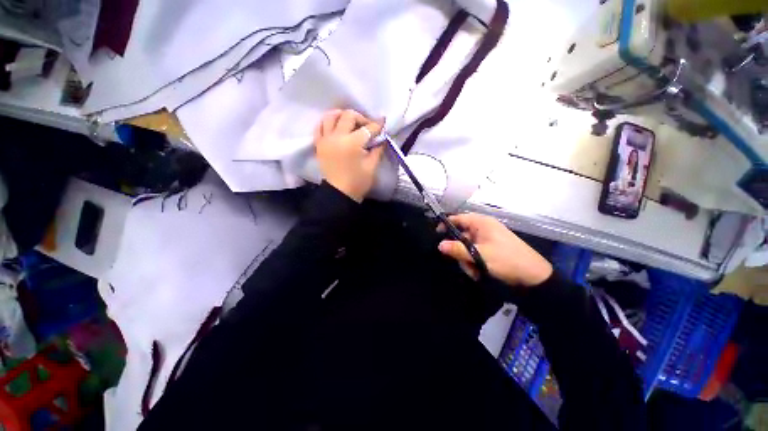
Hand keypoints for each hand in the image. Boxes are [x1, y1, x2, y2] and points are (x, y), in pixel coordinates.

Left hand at [314, 109, 384, 201]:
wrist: (339, 194)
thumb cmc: (358, 182)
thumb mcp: (372, 166)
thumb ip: (377, 149)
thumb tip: (381, 138)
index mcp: (352, 143)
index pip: (367, 128)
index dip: (377, 125)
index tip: (383, 122)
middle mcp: (337, 137)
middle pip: (348, 116)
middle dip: (361, 118)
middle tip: (367, 127)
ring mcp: (325, 139)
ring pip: (331, 116)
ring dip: (342, 115)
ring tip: (350, 123)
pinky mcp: (319, 144)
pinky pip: (320, 126)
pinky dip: (328, 123)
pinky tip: (335, 126)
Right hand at [437, 213, 552, 286]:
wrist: (534, 277)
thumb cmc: (506, 260)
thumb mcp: (479, 255)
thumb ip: (457, 249)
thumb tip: (439, 245)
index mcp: (482, 223)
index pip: (458, 218)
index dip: (446, 224)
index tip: (437, 235)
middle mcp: (484, 229)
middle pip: (461, 235)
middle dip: (459, 251)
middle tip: (462, 263)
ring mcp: (488, 240)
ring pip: (467, 247)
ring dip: (467, 260)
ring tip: (474, 272)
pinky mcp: (491, 249)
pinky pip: (475, 253)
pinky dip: (474, 262)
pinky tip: (479, 273)